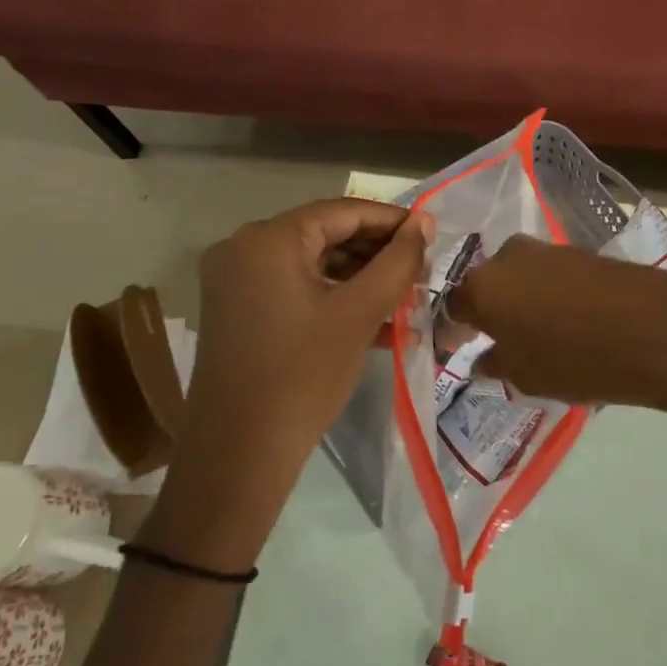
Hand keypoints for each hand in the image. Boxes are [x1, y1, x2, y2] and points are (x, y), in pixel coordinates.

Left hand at [141, 199, 428, 570]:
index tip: (431, 235)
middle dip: (376, 253)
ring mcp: (235, 280)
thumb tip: (423, 222)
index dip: (391, 221)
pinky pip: (294, 288)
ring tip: (405, 297)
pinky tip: (374, 320)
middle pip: (325, 234)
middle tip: (420, 271)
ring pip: (312, 263)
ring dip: (359, 278)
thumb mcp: (360, 312)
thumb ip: (397, 261)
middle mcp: (243, 248)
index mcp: (268, 239)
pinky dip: (332, 297)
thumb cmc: (304, 375)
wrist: (239, 454)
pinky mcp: (236, 310)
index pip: (342, 211)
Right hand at [450, 235, 666, 437]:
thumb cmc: (576, 359)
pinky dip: (547, 294)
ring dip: (519, 301)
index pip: (451, 307)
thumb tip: (483, 357)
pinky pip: (548, 274)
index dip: (453, 331)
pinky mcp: (580, 251)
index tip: (458, 350)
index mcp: (481, 287)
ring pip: (518, 277)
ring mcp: (546, 250)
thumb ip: (496, 363)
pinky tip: (565, 320)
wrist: (653, 328)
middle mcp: (507, 257)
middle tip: (498, 341)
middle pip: (486, 285)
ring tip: (536, 333)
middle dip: (488, 311)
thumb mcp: (526, 376)